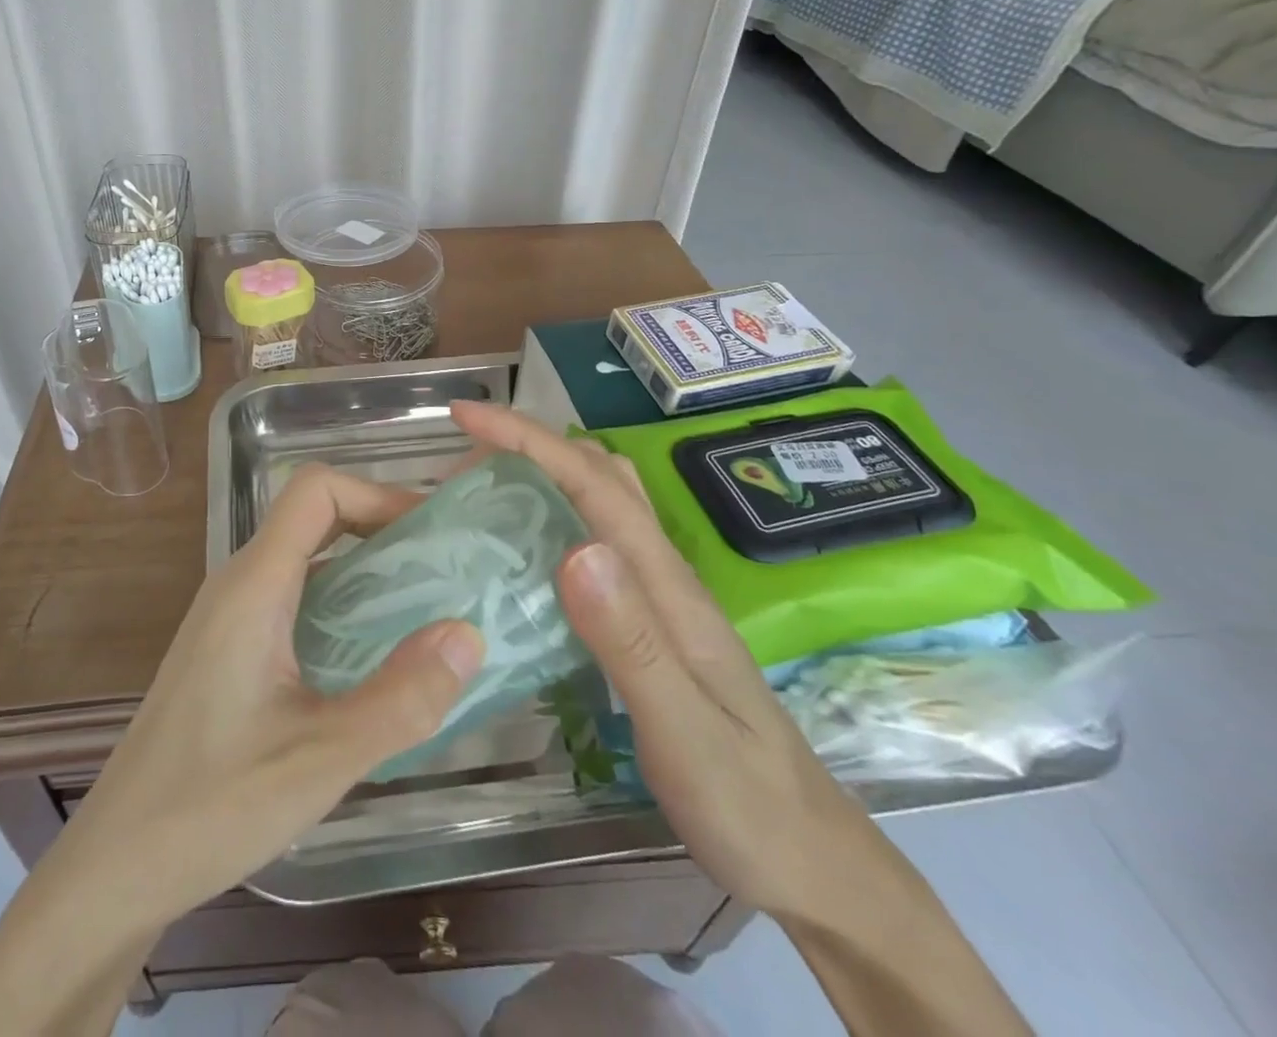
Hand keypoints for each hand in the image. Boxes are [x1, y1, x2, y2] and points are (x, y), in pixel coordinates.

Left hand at [49, 464, 484, 925]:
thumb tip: (468, 634)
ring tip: (421, 607)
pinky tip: (370, 654)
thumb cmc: (211, 807)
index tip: (430, 534)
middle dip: (380, 526)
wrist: (117, 865)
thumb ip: (401, 699)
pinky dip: (340, 600)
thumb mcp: (321, 759)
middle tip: (441, 569)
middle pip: (314, 515)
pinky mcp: (228, 646)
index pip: (315, 489)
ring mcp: (229, 614)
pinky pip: (293, 594)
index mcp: (254, 585)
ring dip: (363, 566)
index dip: (377, 493)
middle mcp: (238, 582)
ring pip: (304, 556)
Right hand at [450, 400, 879, 923]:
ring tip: (487, 491)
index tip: (465, 416)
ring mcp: (659, 594)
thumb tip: (575, 549)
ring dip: (545, 472)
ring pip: (602, 500)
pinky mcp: (650, 619)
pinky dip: (555, 517)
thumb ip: (629, 641)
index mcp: (666, 584)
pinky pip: (596, 540)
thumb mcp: (682, 731)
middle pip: (597, 473)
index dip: (525, 439)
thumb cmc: (745, 804)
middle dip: (529, 445)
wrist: (812, 860)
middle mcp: (663, 573)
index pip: (592, 482)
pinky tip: (525, 553)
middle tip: (464, 463)